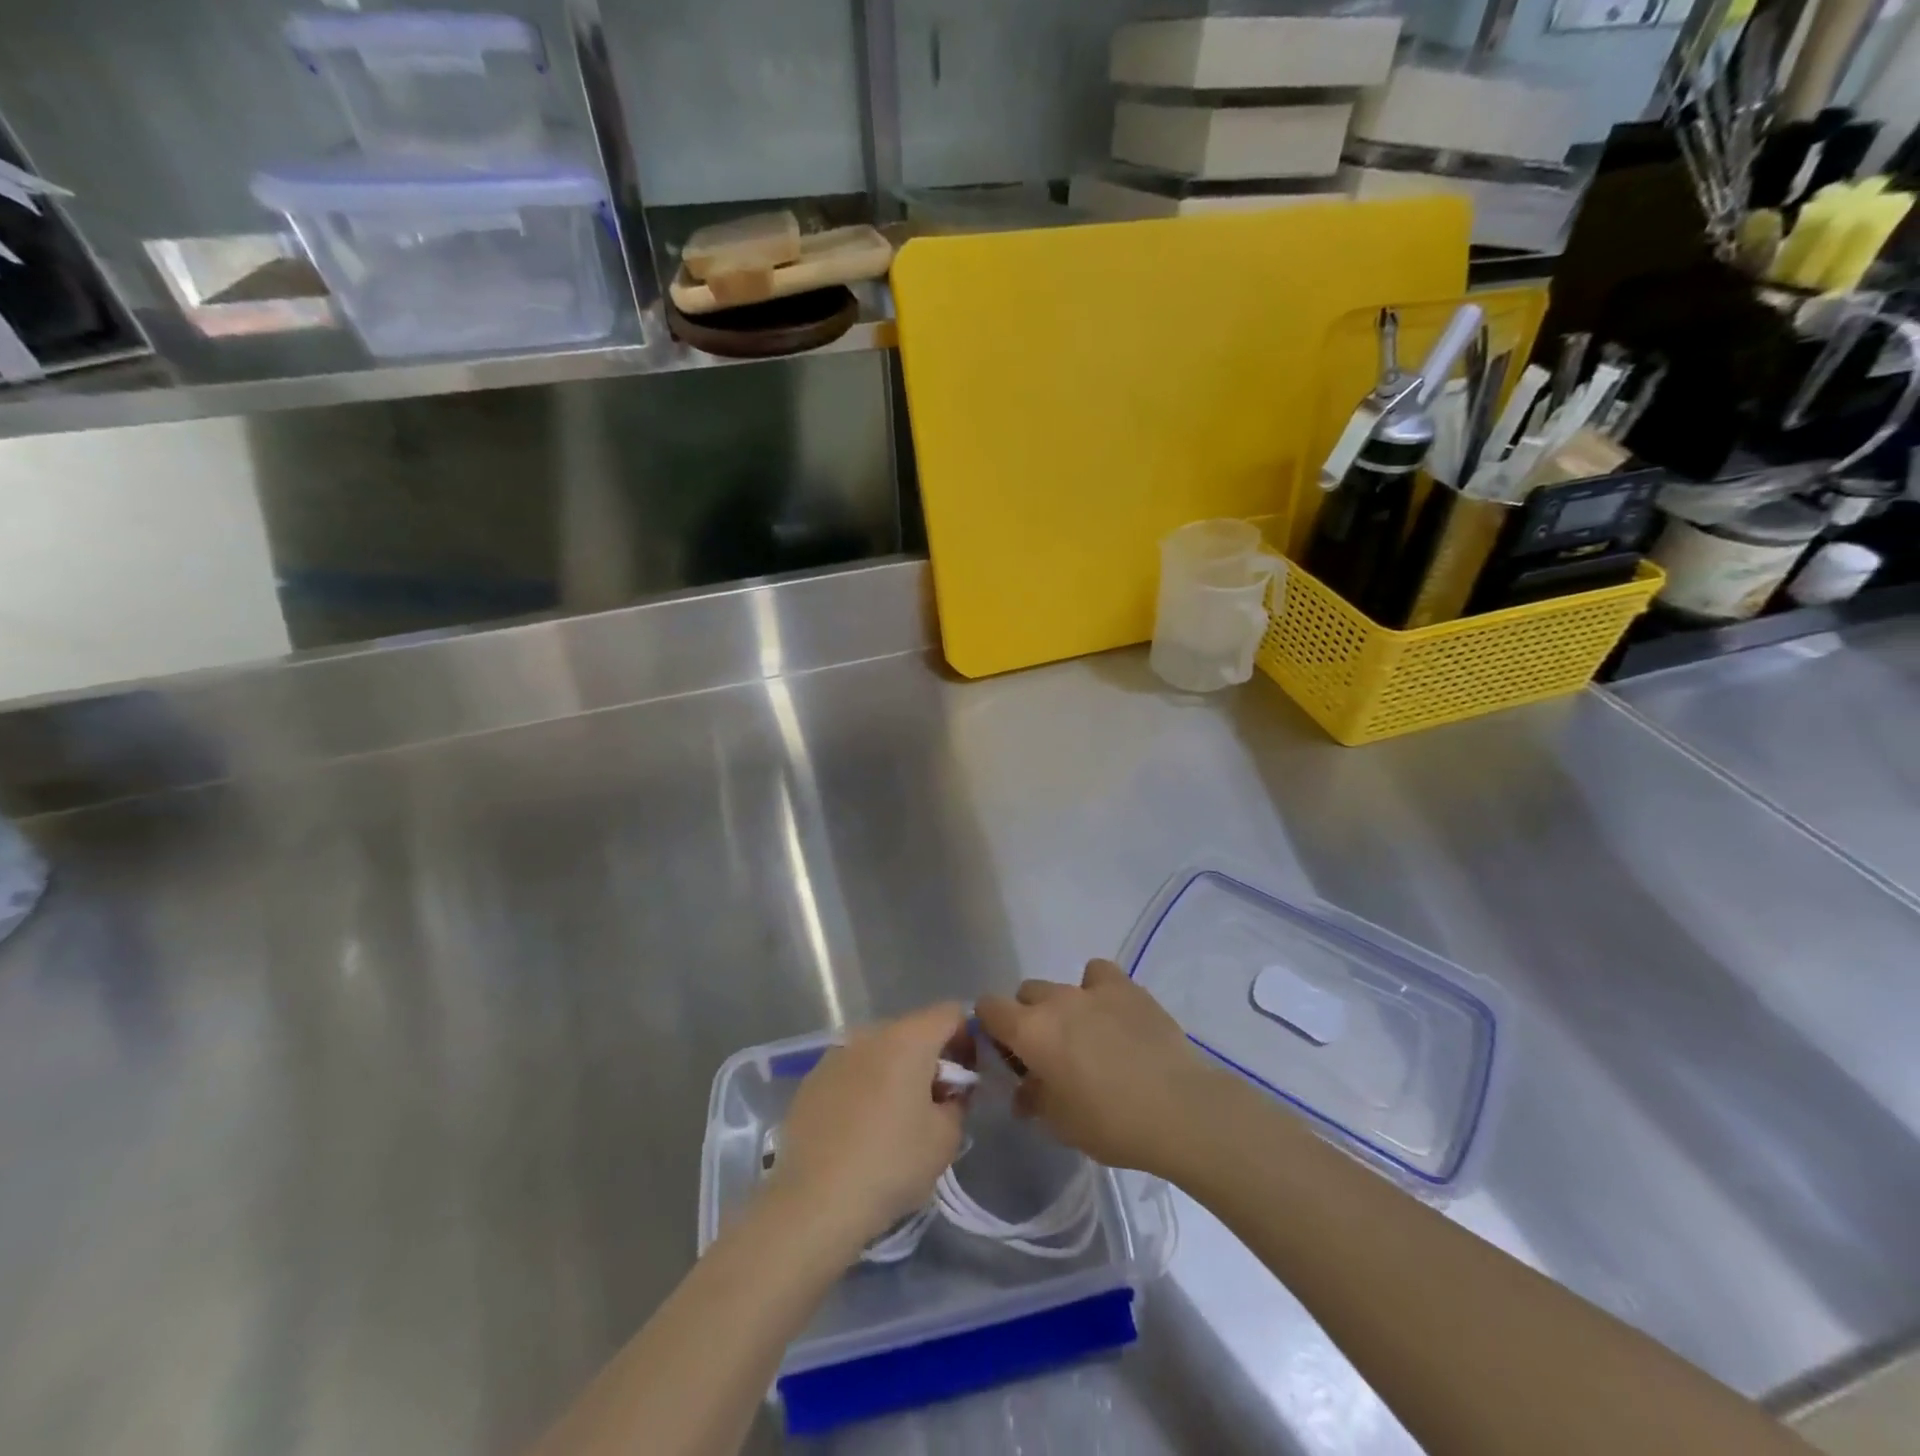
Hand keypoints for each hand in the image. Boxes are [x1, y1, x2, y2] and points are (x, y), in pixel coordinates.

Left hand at [765, 1003, 971, 1249]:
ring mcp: (835, 1055)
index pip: (950, 1013)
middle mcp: (869, 1034)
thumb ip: (958, 1102)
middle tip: (934, 1105)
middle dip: (929, 1060)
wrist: (815, 1202)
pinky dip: (862, 1089)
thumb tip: (949, 1093)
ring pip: (878, 1052)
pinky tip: (858, 1131)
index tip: (966, 1079)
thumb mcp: (946, 1139)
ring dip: (894, 1073)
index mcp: (908, 1039)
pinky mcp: (811, 1081)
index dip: (967, 1039)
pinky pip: (850, 1073)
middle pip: (912, 1031)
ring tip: (893, 1120)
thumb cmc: (891, 1163)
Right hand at [976, 960, 1226, 1178]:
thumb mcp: (1060, 1124)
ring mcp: (1092, 989)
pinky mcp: (1126, 987)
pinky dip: (1098, 989)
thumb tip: (1024, 1090)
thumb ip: (1033, 1099)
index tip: (1006, 1051)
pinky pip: (1099, 974)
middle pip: (1026, 993)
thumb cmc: (1110, 1123)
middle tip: (1048, 1052)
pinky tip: (1112, 1013)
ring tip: (1085, 1034)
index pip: (988, 1007)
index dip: (990, 1025)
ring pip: (1061, 985)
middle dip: (1029, 1017)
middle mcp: (1055, 1000)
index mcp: (1030, 1031)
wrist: (1178, 1109)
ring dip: (1063, 1005)